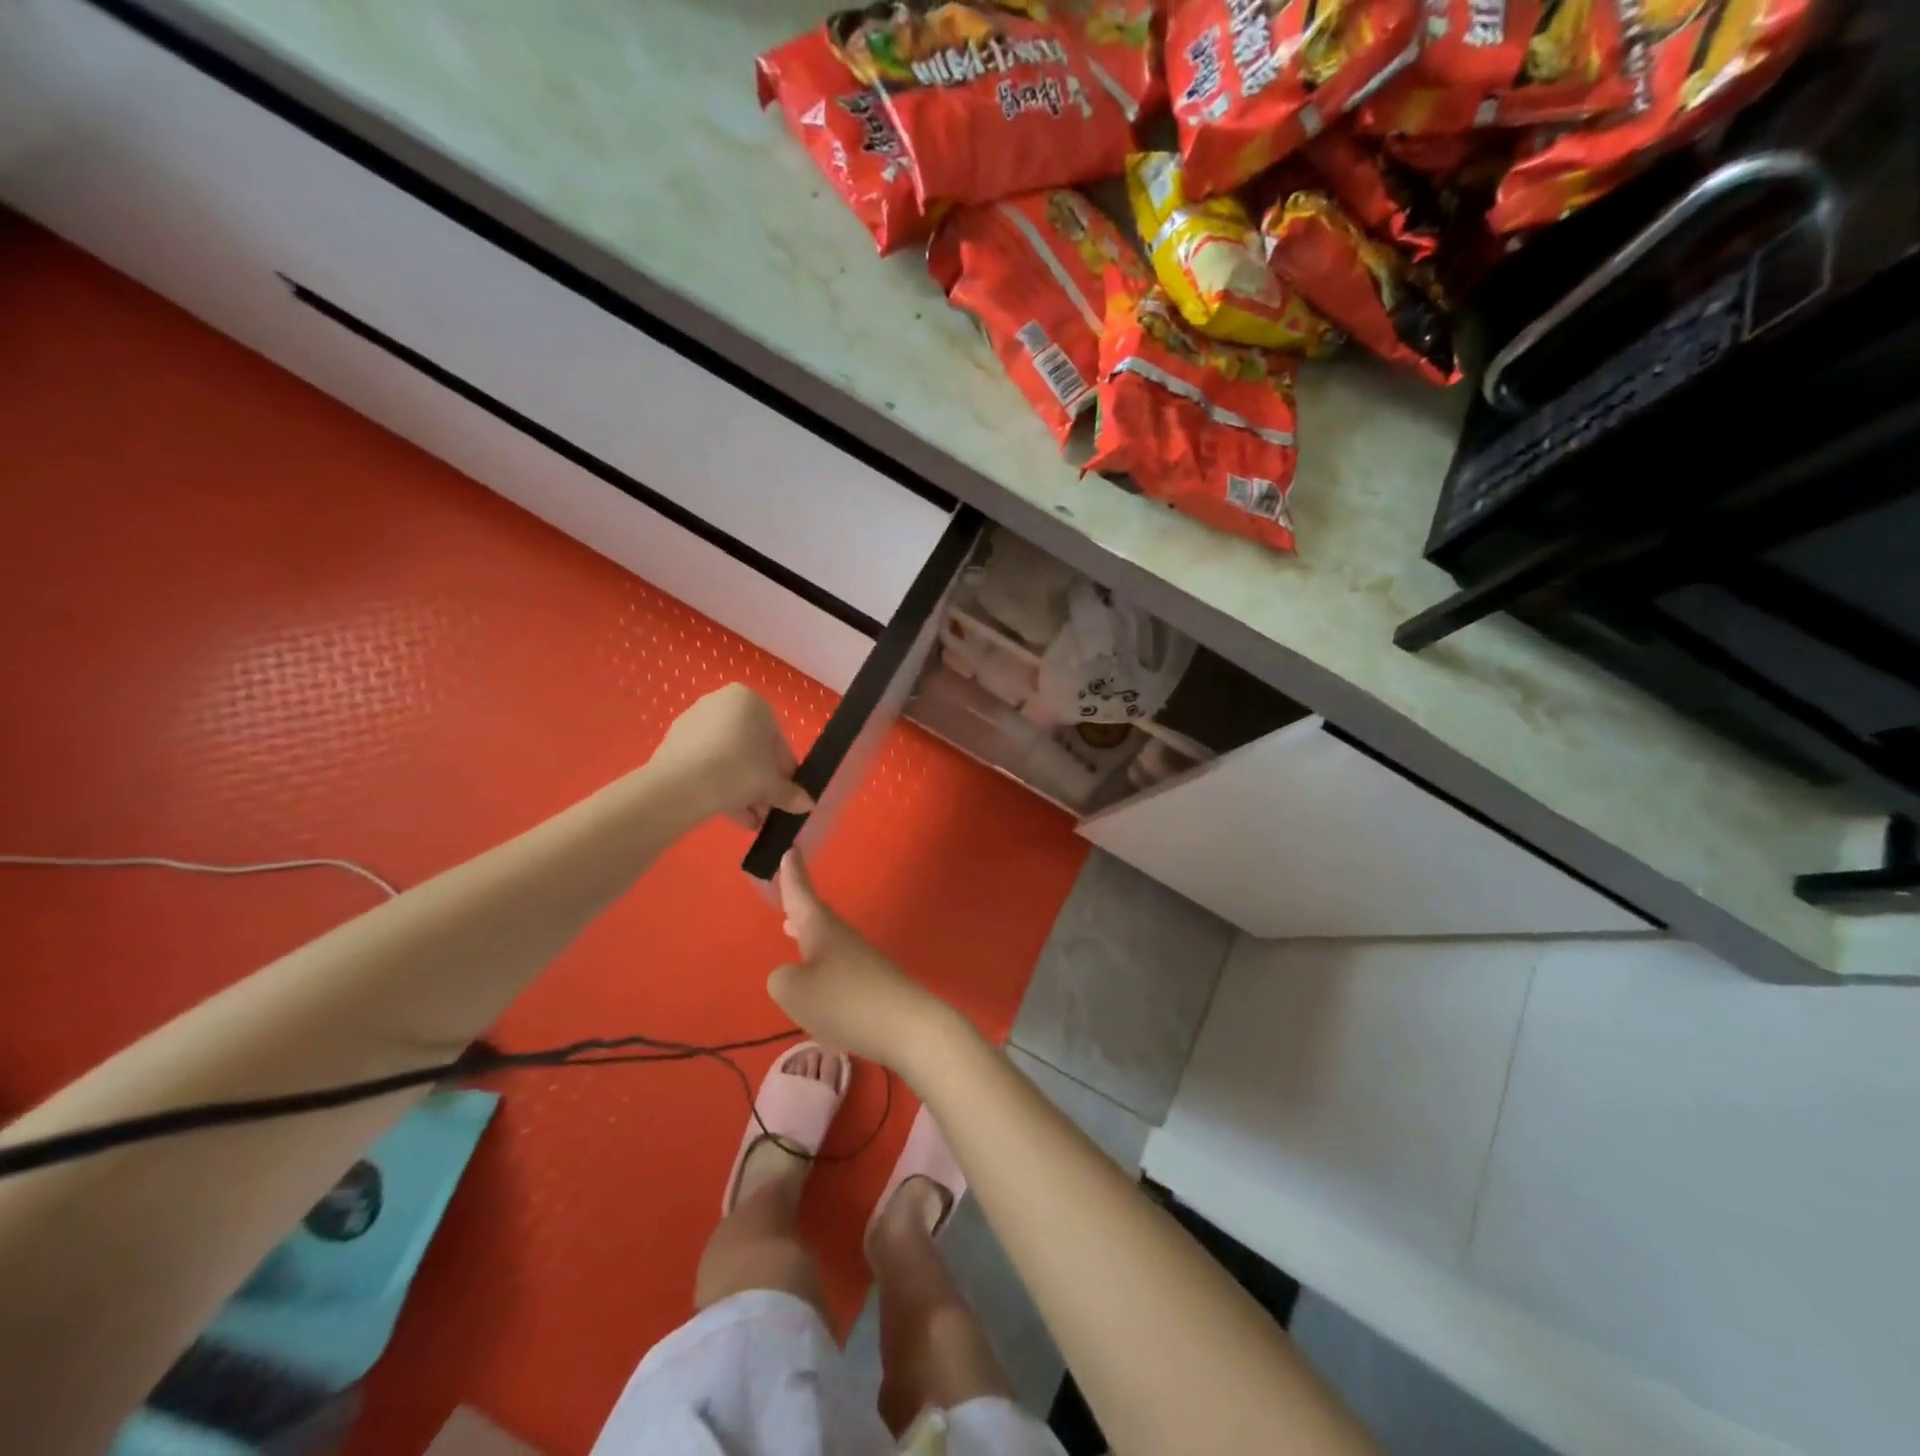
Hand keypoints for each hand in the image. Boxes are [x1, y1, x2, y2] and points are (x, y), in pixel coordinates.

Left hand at [651, 684, 814, 829]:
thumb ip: (790, 793)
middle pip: (750, 749)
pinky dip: (718, 785)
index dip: (784, 771)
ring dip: (741, 789)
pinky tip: (727, 813)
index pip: (777, 740)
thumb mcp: (772, 785)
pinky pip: (706, 764)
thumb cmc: (739, 770)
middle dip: (760, 782)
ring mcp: (694, 722)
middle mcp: (721, 702)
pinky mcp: (674, 743)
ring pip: (728, 758)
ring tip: (748, 819)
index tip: (786, 795)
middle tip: (766, 810)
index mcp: (750, 700)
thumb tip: (807, 804)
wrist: (681, 785)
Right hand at [768, 853, 951, 1071]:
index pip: (801, 895)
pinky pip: (840, 967)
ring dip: (810, 935)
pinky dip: (823, 965)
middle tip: (787, 889)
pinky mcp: (874, 985)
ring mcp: (863, 961)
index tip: (789, 848)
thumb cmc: (845, 1002)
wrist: (908, 1027)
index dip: (792, 875)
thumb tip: (791, 975)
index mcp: (822, 930)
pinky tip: (819, 982)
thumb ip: (781, 979)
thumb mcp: (794, 992)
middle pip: (816, 916)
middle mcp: (844, 938)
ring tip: (792, 931)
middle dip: (798, 905)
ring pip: (828, 941)